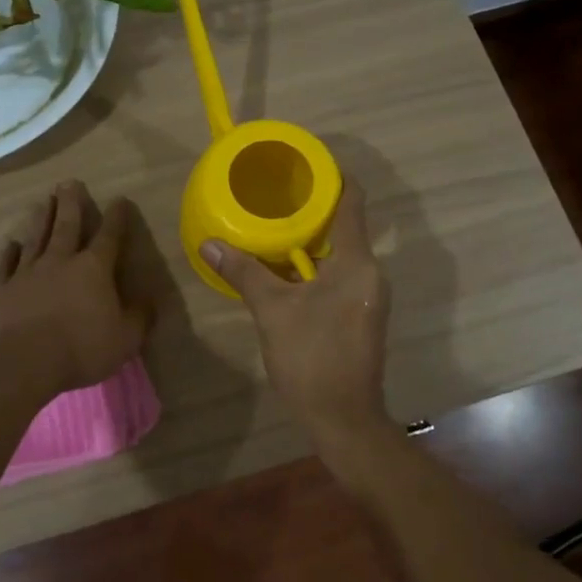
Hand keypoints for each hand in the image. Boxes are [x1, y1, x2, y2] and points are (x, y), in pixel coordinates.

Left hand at [0, 181, 150, 401]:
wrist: (22, 362)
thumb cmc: (81, 349)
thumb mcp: (125, 339)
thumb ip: (139, 317)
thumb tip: (150, 300)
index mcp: (93, 269)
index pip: (109, 236)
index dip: (116, 217)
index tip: (119, 199)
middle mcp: (60, 261)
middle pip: (67, 225)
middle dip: (71, 203)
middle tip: (69, 182)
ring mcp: (28, 272)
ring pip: (36, 237)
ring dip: (42, 218)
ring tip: (44, 201)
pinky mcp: (3, 288)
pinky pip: (6, 264)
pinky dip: (9, 252)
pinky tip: (11, 244)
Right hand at [200, 179, 392, 461]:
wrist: (343, 417)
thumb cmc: (311, 358)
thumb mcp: (272, 311)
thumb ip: (244, 272)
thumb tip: (210, 242)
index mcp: (356, 263)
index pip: (353, 202)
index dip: (333, 176)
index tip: (305, 163)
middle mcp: (371, 273)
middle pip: (346, 225)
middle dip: (313, 209)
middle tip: (276, 195)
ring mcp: (370, 295)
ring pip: (342, 253)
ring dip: (313, 239)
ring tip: (275, 227)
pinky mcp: (363, 314)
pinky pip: (341, 274)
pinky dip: (316, 265)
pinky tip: (287, 269)